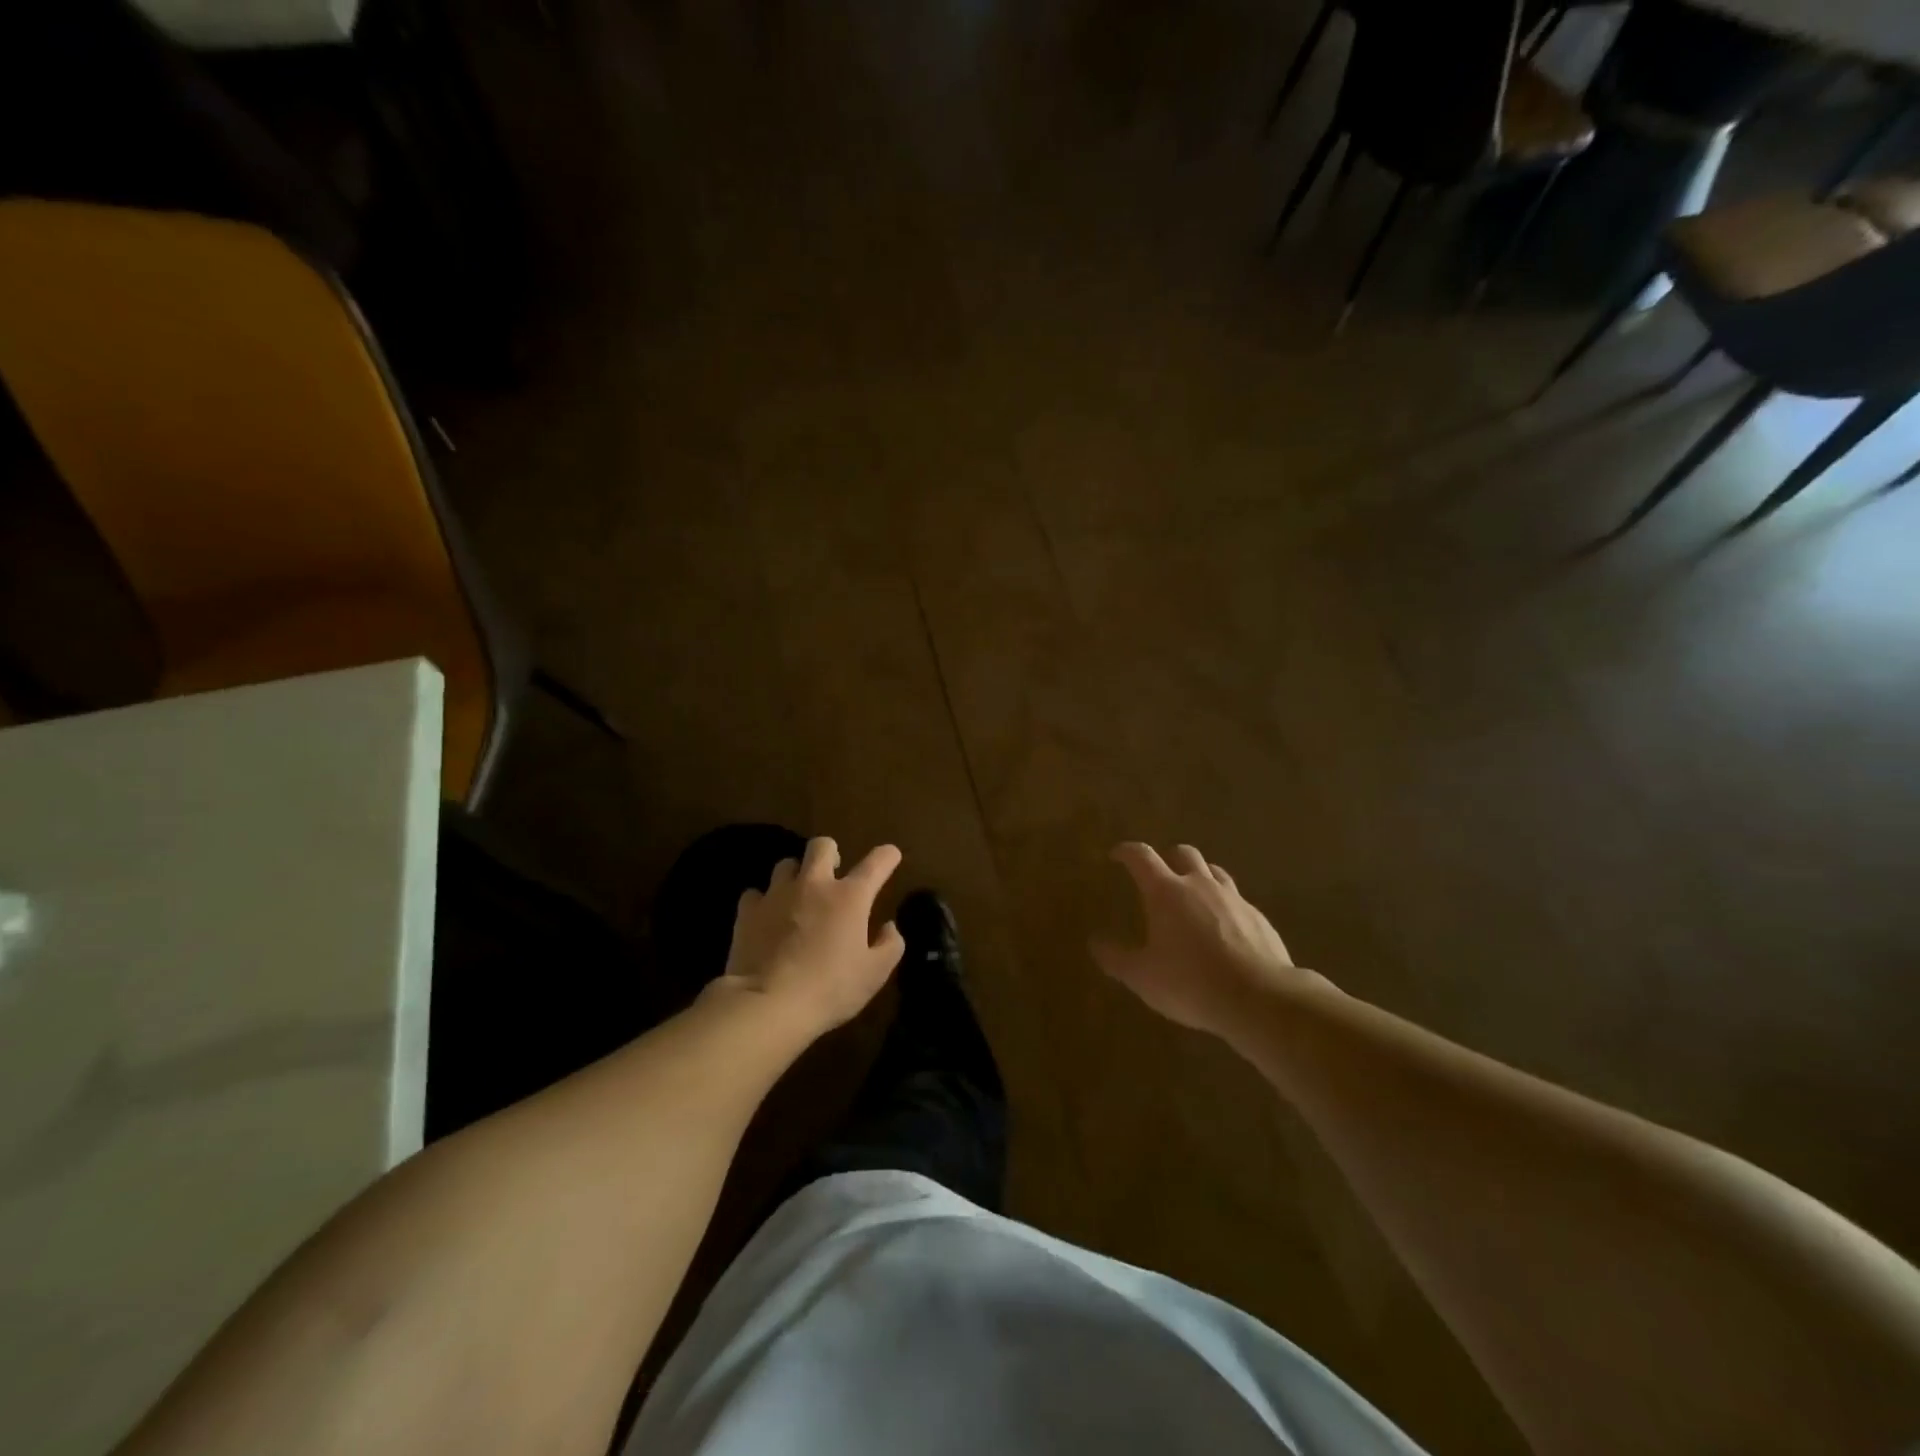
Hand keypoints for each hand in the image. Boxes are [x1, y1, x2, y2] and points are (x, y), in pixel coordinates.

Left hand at [715, 837, 906, 1037]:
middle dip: (831, 853)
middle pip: (822, 846)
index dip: (887, 856)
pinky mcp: (748, 911)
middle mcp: (814, 884)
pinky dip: (763, 902)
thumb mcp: (874, 974)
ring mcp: (778, 894)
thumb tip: (889, 926)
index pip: (877, 862)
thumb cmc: (830, 988)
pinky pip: (755, 893)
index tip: (890, 856)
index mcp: (850, 897)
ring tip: (797, 896)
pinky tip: (766, 918)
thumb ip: (890, 945)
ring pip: (786, 865)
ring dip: (796, 876)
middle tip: (833, 873)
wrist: (768, 1004)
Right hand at [1091, 841, 1326, 1039]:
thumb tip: (1095, 942)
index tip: (1116, 855)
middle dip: (1167, 857)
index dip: (1126, 851)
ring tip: (1191, 894)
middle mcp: (1199, 885)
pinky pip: (1236, 899)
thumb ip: (1116, 958)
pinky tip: (1223, 927)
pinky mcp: (1258, 917)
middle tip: (1158, 874)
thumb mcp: (1143, 977)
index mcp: (1166, 892)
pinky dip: (1223, 904)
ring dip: (1199, 875)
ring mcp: (1233, 898)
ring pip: (1214, 871)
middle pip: (1183, 852)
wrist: (1260, 999)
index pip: (1141, 856)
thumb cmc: (1191, 983)